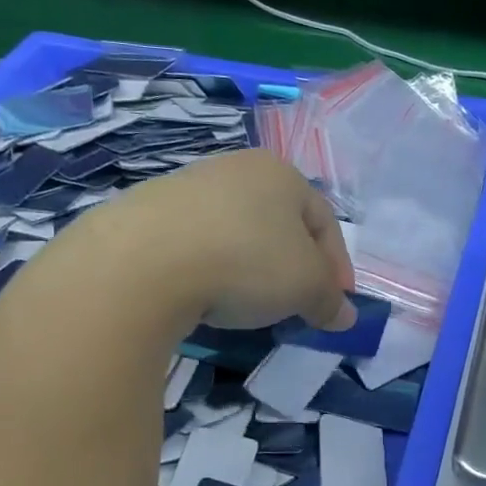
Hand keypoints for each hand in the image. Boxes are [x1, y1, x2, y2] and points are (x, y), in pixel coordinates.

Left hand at [109, 150, 355, 331]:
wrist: (141, 262)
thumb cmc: (246, 261)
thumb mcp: (306, 287)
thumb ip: (330, 300)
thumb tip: (344, 316)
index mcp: (281, 173)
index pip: (324, 222)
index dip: (337, 267)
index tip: (336, 305)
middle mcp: (236, 169)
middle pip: (280, 225)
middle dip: (294, 267)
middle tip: (298, 305)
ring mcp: (187, 186)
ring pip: (238, 232)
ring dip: (252, 268)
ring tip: (249, 305)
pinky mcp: (146, 211)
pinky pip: (197, 244)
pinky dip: (212, 269)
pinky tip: (206, 296)